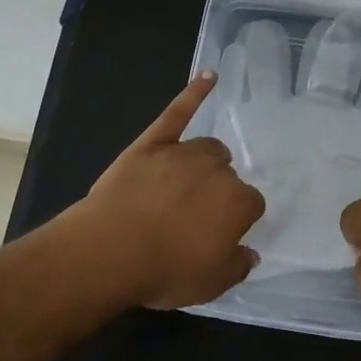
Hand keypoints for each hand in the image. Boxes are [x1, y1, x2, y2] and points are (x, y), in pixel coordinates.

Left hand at [70, 72, 267, 309]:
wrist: (110, 249)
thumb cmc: (164, 270)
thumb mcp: (211, 284)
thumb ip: (237, 266)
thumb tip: (250, 253)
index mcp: (238, 203)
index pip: (251, 205)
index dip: (235, 220)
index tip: (219, 235)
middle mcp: (218, 170)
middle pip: (228, 175)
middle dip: (218, 193)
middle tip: (195, 218)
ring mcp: (184, 152)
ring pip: (208, 148)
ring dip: (207, 161)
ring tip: (192, 180)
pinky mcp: (153, 142)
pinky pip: (178, 111)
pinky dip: (195, 92)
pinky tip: (209, 76)